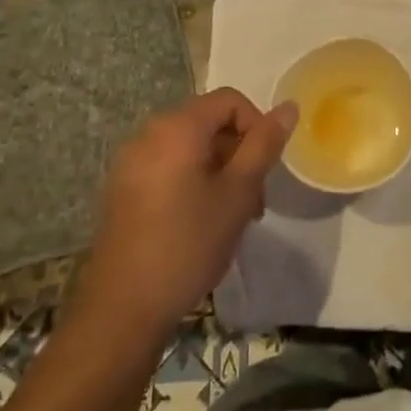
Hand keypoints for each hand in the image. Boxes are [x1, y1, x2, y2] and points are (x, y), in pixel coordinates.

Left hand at [75, 88, 294, 340]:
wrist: (122, 310)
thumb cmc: (188, 244)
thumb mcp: (238, 193)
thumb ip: (264, 145)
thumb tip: (288, 107)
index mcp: (177, 127)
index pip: (229, 100)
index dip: (256, 126)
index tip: (265, 168)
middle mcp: (149, 133)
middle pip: (209, 122)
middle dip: (238, 152)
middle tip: (254, 199)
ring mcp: (130, 162)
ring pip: (190, 148)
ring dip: (219, 170)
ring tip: (231, 215)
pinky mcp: (122, 189)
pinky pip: (168, 166)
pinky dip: (192, 181)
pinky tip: (200, 222)